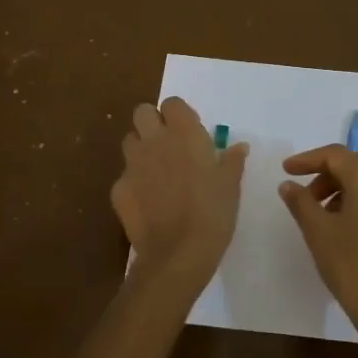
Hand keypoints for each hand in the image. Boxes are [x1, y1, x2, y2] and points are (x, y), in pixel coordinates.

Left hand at [111, 98, 248, 300]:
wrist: (178, 254)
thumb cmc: (213, 214)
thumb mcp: (231, 186)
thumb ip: (232, 161)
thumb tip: (239, 146)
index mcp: (184, 134)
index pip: (172, 103)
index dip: (179, 114)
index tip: (190, 131)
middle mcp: (154, 141)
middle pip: (142, 112)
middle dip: (152, 122)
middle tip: (168, 144)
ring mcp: (132, 164)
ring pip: (129, 141)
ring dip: (141, 148)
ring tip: (156, 171)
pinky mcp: (118, 188)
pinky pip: (124, 175)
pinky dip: (134, 182)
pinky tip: (148, 202)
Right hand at [279, 147, 357, 351]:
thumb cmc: (352, 266)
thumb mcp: (318, 232)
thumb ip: (301, 202)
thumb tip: (289, 184)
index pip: (337, 155)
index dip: (308, 159)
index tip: (286, 170)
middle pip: (356, 163)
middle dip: (326, 171)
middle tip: (303, 192)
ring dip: (341, 187)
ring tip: (319, 212)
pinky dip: (356, 200)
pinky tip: (341, 226)